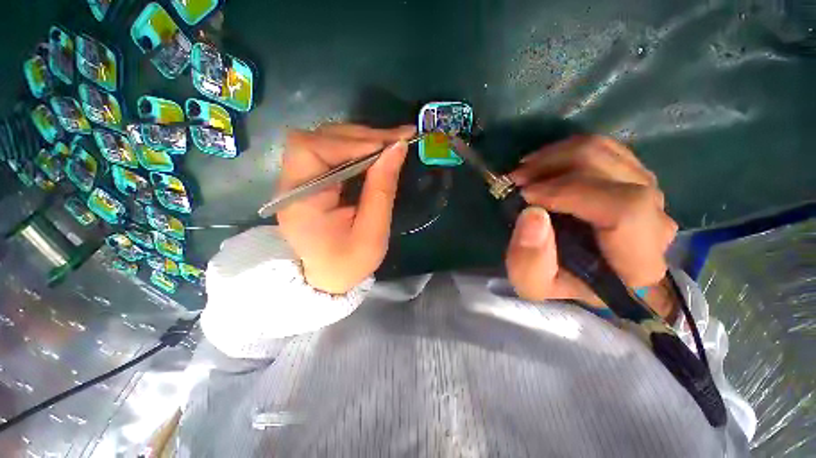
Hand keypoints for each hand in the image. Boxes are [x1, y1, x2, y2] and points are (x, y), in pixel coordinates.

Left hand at [277, 124, 415, 293]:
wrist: (328, 279)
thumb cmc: (349, 263)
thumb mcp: (373, 232)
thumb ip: (382, 189)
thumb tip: (397, 148)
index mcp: (300, 202)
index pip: (311, 150)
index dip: (350, 141)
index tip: (388, 144)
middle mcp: (292, 185)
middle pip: (317, 139)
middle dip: (360, 136)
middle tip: (396, 139)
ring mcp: (299, 181)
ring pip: (324, 141)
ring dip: (359, 139)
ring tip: (390, 144)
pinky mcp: (310, 181)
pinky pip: (330, 153)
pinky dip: (355, 149)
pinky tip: (375, 153)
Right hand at [505, 136, 677, 311]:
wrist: (584, 274)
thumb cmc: (560, 282)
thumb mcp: (533, 284)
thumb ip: (529, 261)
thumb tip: (532, 214)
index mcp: (637, 261)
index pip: (626, 209)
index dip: (571, 193)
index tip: (527, 195)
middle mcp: (656, 222)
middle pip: (615, 172)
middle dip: (557, 167)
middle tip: (517, 178)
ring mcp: (650, 194)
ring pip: (608, 153)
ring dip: (557, 156)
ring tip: (525, 170)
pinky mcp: (635, 178)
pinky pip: (606, 149)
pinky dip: (568, 150)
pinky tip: (543, 164)